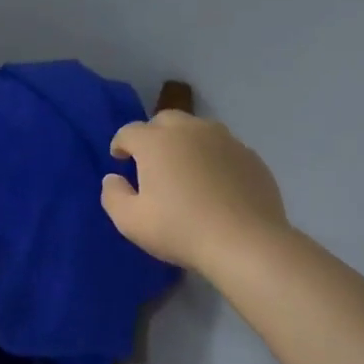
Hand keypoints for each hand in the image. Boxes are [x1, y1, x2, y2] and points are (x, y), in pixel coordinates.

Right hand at [102, 111, 288, 270]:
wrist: (245, 243)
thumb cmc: (179, 230)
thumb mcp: (129, 221)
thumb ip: (112, 195)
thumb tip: (114, 178)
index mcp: (156, 142)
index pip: (129, 131)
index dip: (120, 144)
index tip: (120, 160)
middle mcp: (190, 131)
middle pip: (165, 120)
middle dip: (152, 135)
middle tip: (150, 161)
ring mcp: (225, 140)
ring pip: (197, 129)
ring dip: (184, 142)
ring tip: (183, 168)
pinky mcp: (250, 156)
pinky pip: (223, 148)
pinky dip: (212, 157)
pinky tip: (213, 183)